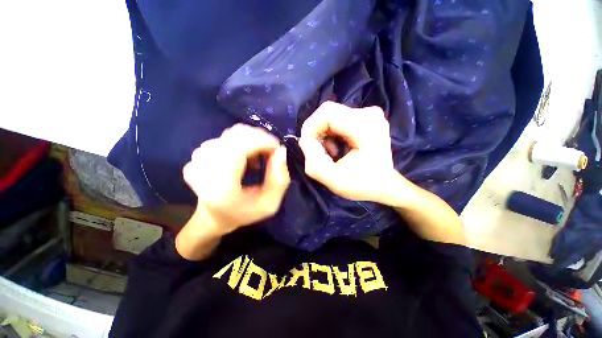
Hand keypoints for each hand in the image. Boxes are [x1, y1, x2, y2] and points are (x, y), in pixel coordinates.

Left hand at [182, 124, 289, 235]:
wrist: (212, 216)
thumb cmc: (243, 213)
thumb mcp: (269, 204)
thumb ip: (279, 180)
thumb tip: (281, 151)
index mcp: (220, 185)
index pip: (240, 147)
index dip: (263, 142)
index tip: (278, 149)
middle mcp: (204, 166)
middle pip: (238, 135)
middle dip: (262, 139)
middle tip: (272, 154)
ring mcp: (198, 157)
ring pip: (234, 133)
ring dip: (253, 141)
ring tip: (258, 160)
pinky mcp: (200, 153)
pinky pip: (227, 137)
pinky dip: (243, 142)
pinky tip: (246, 158)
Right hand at [299, 101, 407, 205]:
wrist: (385, 185)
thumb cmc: (364, 185)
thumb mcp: (335, 181)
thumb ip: (314, 163)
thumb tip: (304, 142)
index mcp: (366, 127)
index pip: (327, 113)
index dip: (310, 127)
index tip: (307, 147)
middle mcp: (369, 114)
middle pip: (328, 112)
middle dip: (316, 132)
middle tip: (318, 153)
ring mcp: (368, 114)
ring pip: (331, 116)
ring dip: (323, 135)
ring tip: (330, 154)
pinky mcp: (365, 117)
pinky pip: (337, 120)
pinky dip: (330, 134)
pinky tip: (336, 149)